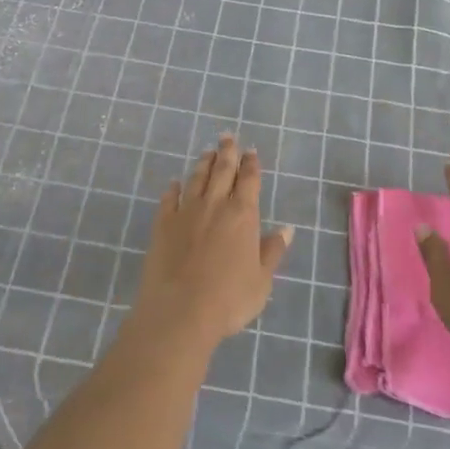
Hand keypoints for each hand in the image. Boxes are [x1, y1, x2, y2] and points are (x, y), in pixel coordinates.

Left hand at [133, 134, 292, 351]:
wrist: (179, 312)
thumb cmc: (228, 299)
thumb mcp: (261, 280)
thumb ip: (272, 251)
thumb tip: (287, 229)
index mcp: (242, 215)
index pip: (249, 180)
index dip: (251, 164)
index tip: (251, 151)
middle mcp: (215, 205)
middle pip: (222, 170)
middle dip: (227, 152)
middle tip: (227, 136)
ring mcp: (186, 212)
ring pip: (196, 179)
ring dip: (203, 163)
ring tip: (207, 152)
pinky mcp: (162, 224)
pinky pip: (169, 199)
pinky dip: (173, 189)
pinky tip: (174, 183)